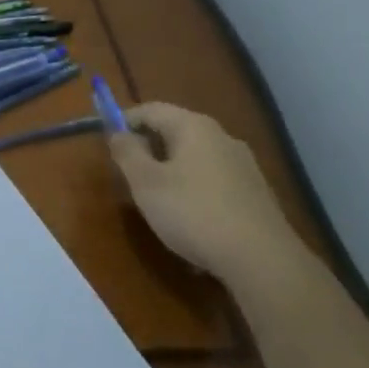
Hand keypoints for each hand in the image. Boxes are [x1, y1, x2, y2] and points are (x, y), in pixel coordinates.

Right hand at [108, 101, 301, 283]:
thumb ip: (127, 152)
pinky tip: (189, 219)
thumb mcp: (146, 183)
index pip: (151, 109)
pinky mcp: (255, 192)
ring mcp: (243, 164)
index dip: (124, 121)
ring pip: (194, 157)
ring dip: (170, 170)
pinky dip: (193, 189)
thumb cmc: (193, 212)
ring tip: (156, 200)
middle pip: (175, 131)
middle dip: (147, 148)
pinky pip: (213, 180)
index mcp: (194, 127)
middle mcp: (222, 137)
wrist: (261, 258)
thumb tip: (118, 133)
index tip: (107, 143)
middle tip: (128, 175)